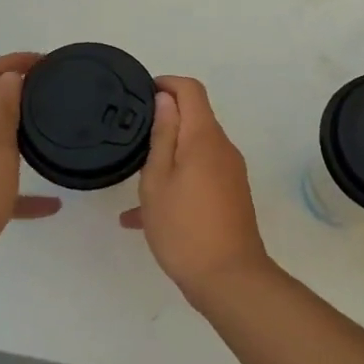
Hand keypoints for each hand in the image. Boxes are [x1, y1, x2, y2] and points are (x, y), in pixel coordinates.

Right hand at [120, 77, 274, 301]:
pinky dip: (176, 182)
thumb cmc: (184, 227)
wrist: (229, 279)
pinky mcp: (231, 195)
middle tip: (132, 139)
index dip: (166, 84)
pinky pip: (200, 175)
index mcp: (204, 137)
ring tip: (133, 180)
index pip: (191, 90)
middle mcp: (223, 148)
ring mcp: (230, 173)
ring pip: (194, 150)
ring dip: (167, 156)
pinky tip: (142, 216)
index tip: (141, 94)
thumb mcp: (158, 180)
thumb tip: (166, 99)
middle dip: (164, 121)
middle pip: (194, 118)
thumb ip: (162, 136)